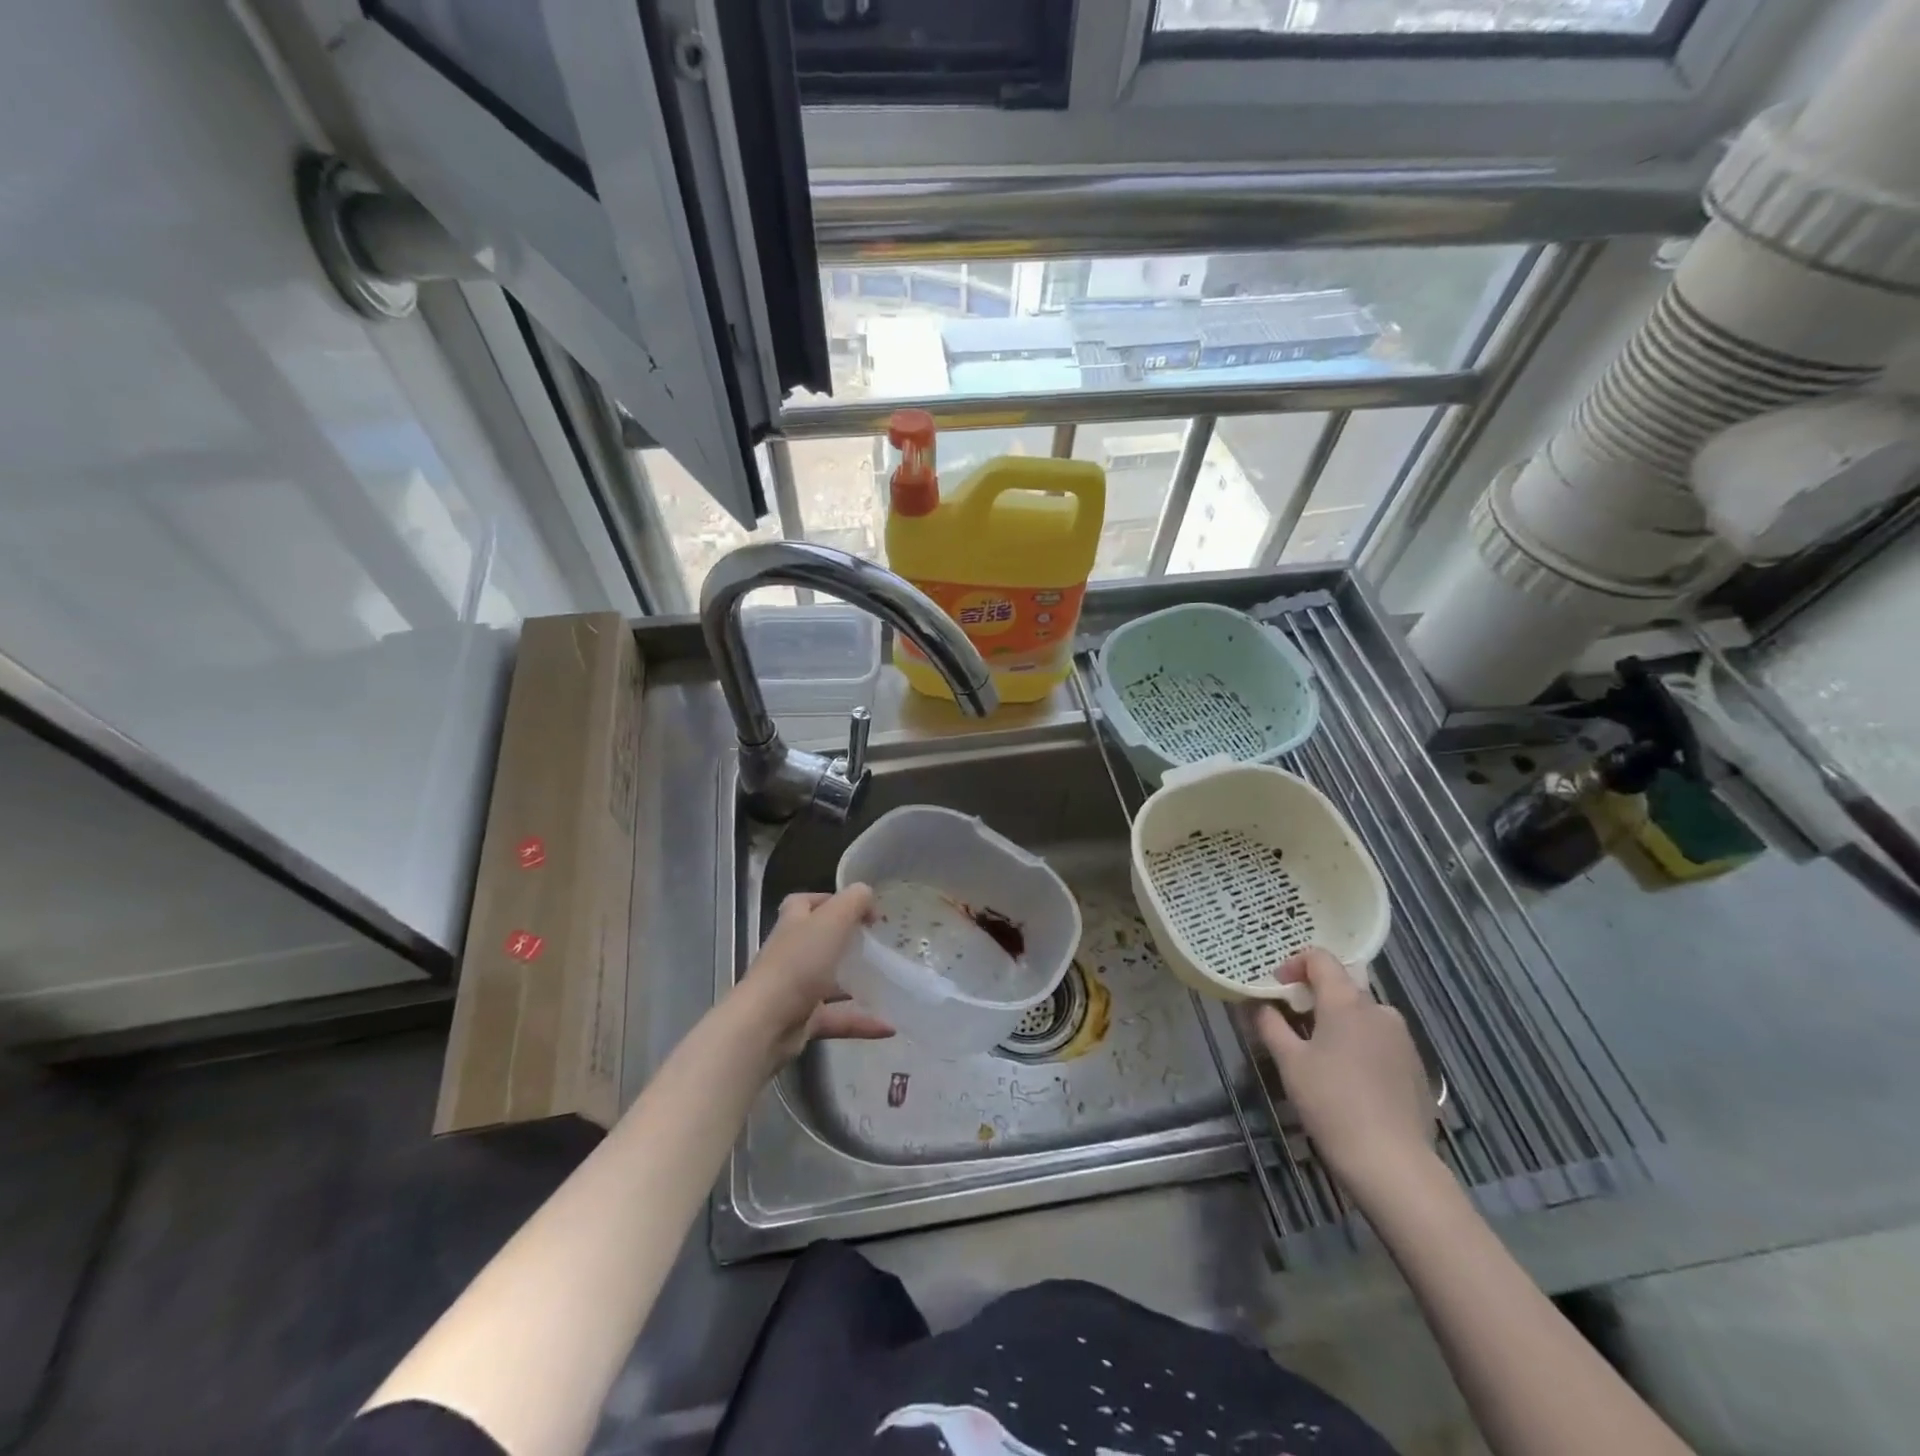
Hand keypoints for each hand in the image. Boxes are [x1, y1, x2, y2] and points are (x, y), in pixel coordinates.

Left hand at [736, 886, 893, 1062]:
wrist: (767, 1024)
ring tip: (889, 983)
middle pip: (818, 941)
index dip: (828, 900)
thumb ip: (854, 901)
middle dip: (847, 942)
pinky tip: (889, 1026)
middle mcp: (791, 953)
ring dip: (857, 983)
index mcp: (794, 924)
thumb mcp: (832, 920)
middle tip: (878, 944)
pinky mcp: (803, 1020)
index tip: (860, 908)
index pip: (805, 903)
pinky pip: (838, 1018)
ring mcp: (795, 988)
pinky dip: (862, 1022)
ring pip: (830, 981)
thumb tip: (867, 895)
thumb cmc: (799, 964)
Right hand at [1253, 947, 1434, 1191]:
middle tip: (1290, 1023)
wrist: (1393, 1163)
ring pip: (1362, 1016)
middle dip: (1313, 998)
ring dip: (1337, 1022)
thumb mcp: (1289, 1062)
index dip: (1293, 965)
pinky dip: (1359, 1045)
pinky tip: (1348, 1080)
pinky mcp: (1416, 1067)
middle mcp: (1380, 1010)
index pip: (1320, 959)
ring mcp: (1403, 1039)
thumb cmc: (1332, 1103)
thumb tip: (1259, 1005)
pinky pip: (1380, 1041)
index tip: (1276, 987)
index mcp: (1347, 1001)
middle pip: (1342, 987)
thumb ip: (1270, 1025)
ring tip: (1317, 1054)